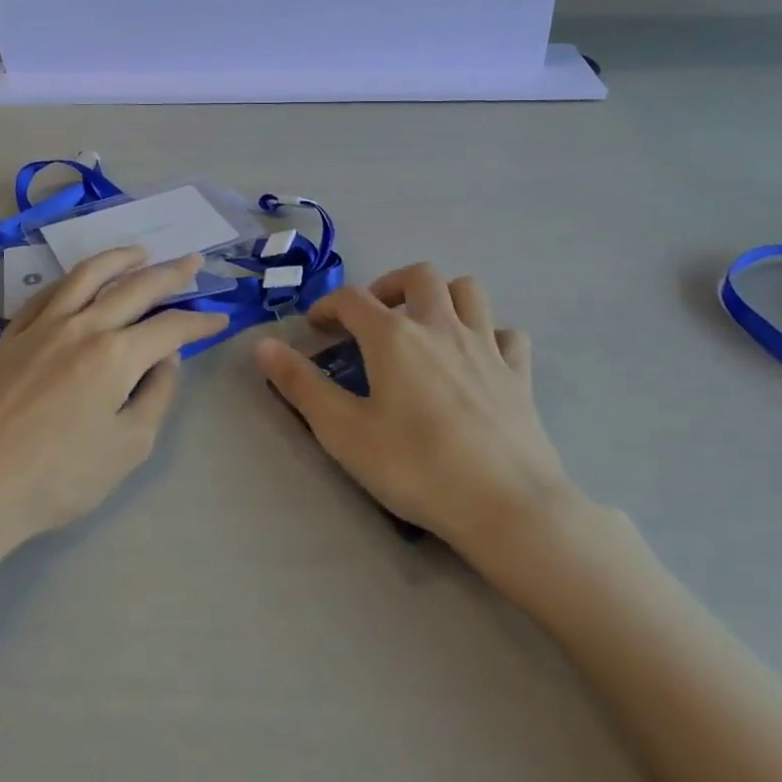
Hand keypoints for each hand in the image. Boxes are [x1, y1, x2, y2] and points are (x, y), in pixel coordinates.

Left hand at [0, 248, 228, 547]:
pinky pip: (49, 291)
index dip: (200, 321)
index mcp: (117, 355)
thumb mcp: (129, 448)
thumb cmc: (58, 478)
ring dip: (120, 258)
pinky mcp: (12, 333)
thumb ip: (157, 395)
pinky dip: (74, 277)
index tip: (220, 318)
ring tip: (141, 251)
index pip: (171, 327)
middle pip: (135, 287)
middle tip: (193, 261)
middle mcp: (83, 326)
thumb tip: (168, 358)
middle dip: (171, 273)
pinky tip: (82, 278)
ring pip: (88, 275)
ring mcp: (43, 325)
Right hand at [255, 264, 581, 555]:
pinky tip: (478, 359)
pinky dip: (490, 335)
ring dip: (442, 295)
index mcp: (393, 336)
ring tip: (425, 324)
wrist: (506, 506)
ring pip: (468, 290)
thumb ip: (300, 384)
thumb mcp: (343, 431)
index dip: (328, 306)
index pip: (352, 299)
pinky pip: (508, 334)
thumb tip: (262, 344)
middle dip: (389, 285)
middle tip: (374, 317)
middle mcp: (440, 326)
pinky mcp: (519, 373)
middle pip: (417, 275)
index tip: (316, 327)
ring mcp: (485, 346)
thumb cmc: (416, 467)